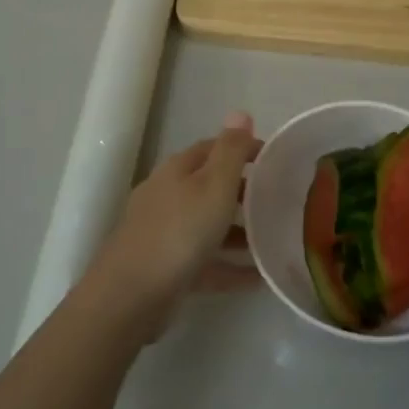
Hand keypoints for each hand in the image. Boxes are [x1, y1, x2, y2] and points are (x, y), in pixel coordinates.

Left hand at [86, 113, 258, 337]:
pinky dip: (231, 266)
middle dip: (242, 191)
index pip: (212, 148)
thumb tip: (240, 112)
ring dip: (239, 231)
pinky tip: (259, 278)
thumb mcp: (213, 185)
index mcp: (177, 170)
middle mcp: (168, 196)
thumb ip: (230, 151)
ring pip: (208, 226)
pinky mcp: (167, 270)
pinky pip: (207, 263)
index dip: (242, 149)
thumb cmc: (179, 232)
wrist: (130, 296)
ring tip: (274, 239)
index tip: (275, 159)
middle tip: (278, 200)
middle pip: (209, 186)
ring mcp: (165, 234)